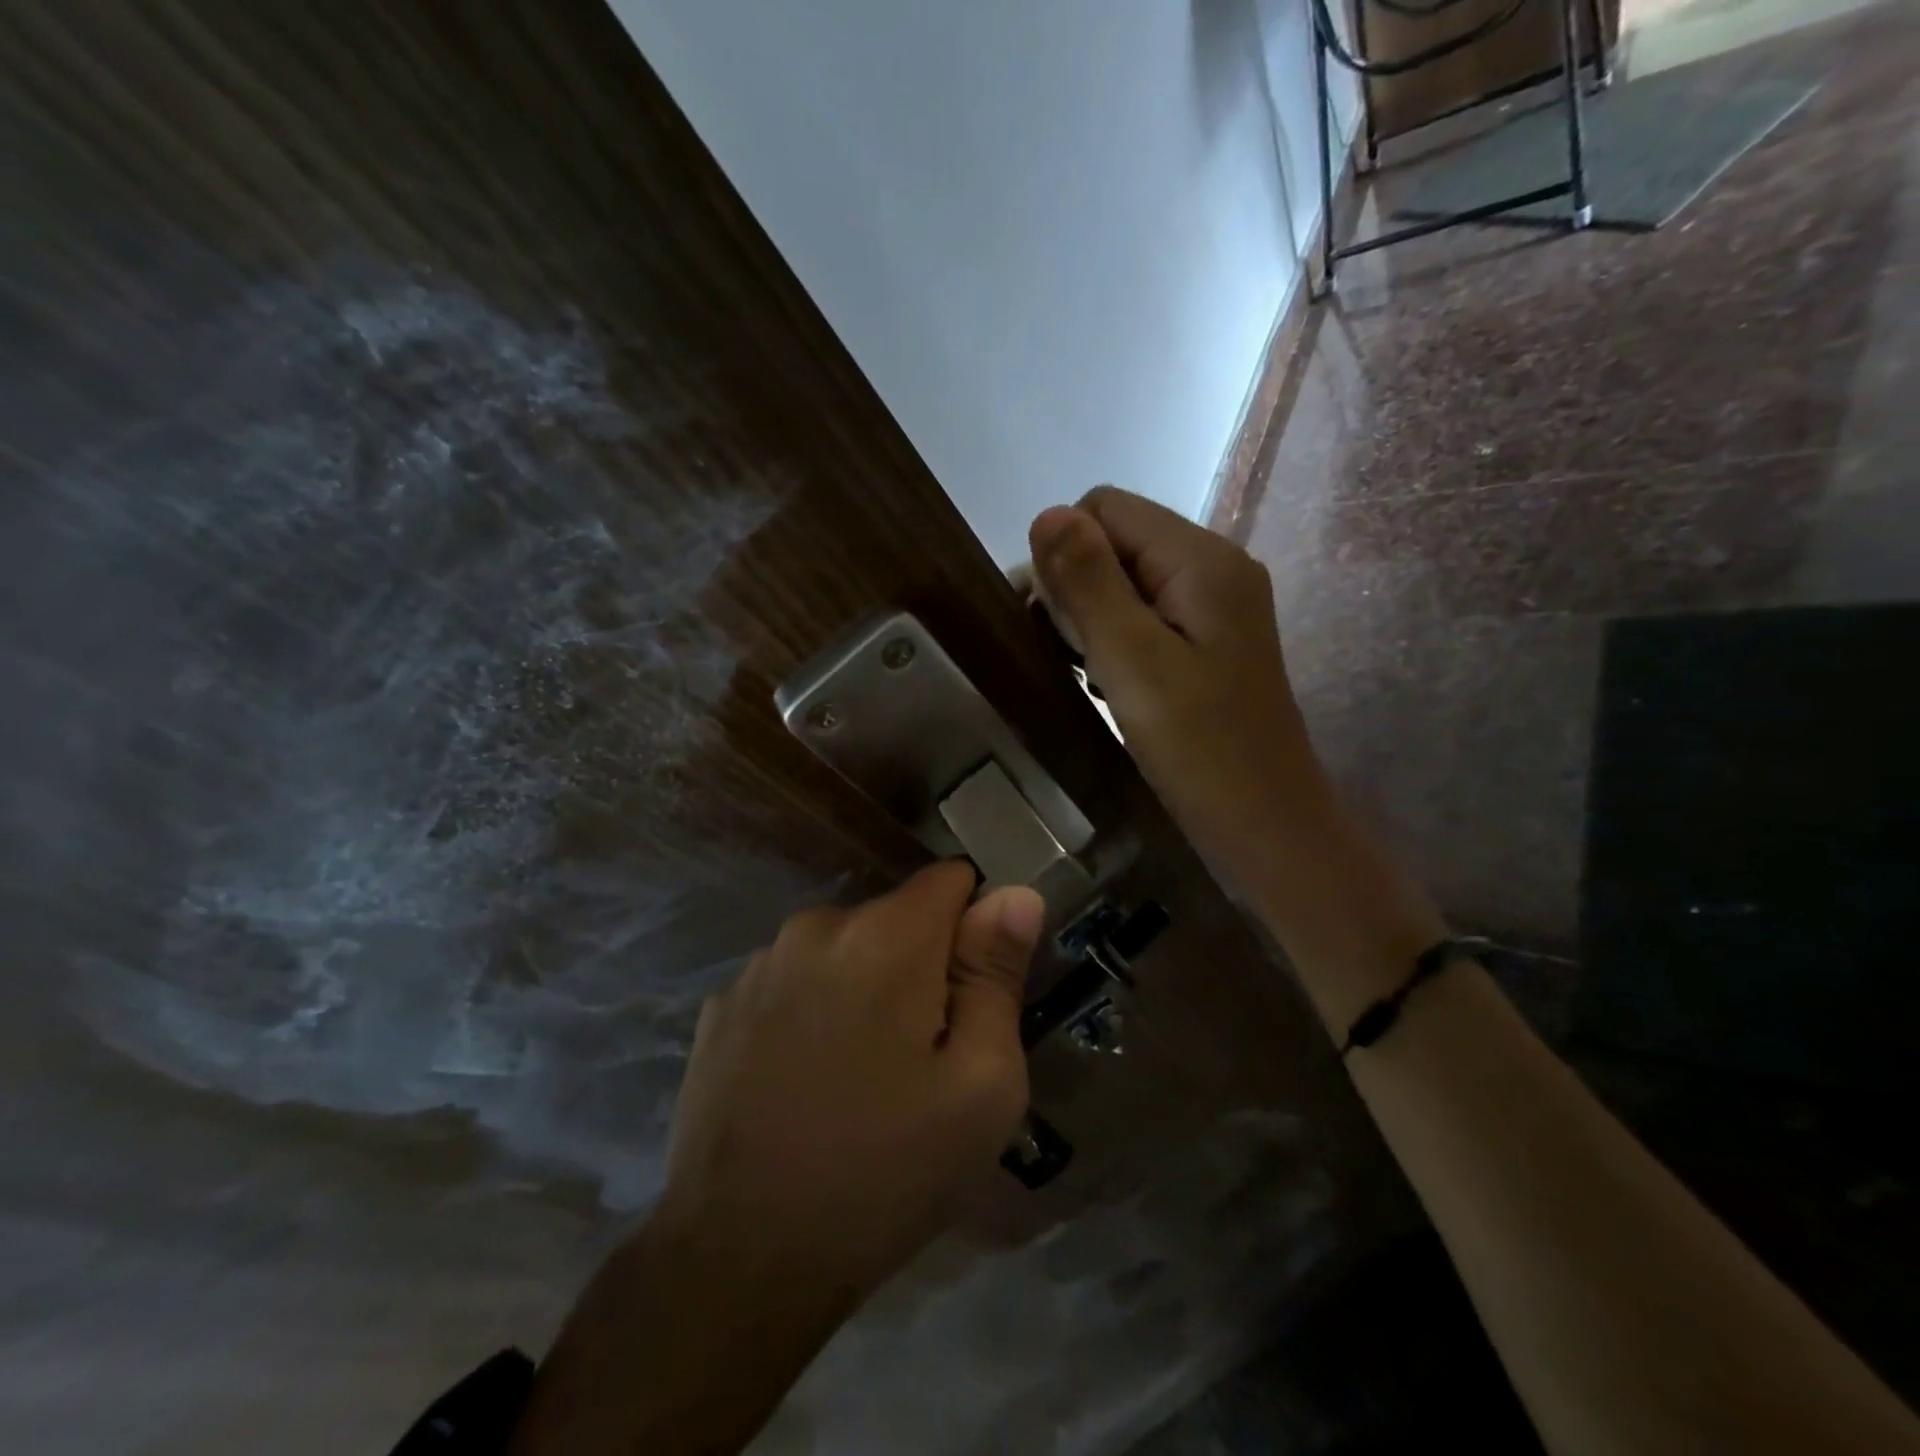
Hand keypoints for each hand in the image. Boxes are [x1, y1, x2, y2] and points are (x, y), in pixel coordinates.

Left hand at [660, 861, 1044, 1295]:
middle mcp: (817, 925)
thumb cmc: (885, 1170)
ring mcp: (761, 962)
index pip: (952, 879)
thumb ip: (998, 975)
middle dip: (922, 964)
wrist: (740, 1257)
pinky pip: (795, 979)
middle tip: (922, 1054)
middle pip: (897, 917)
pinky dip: (814, 1008)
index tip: (973, 991)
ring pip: (845, 947)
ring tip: (861, 1073)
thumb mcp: (981, 1085)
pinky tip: (806, 1079)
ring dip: (865, 985)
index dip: (976, 927)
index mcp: (886, 935)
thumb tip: (1016, 895)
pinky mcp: (723, 1002)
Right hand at [1029, 487, 1333, 878]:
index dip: (1062, 553)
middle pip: (1117, 540)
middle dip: (1076, 587)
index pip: (1105, 508)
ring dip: (1092, 617)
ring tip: (1086, 671)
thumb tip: (1046, 512)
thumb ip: (1088, 583)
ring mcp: (1216, 607)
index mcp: (1201, 559)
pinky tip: (1109, 681)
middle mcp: (1215, 567)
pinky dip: (1115, 639)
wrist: (1267, 826)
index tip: (1047, 618)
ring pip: (1126, 580)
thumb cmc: (1199, 748)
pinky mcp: (1210, 642)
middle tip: (1067, 653)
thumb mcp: (1132, 661)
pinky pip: (1146, 615)